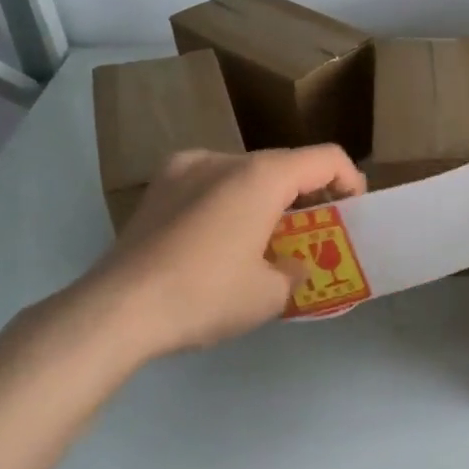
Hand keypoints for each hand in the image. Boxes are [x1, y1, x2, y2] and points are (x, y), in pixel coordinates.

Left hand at [73, 146, 365, 363]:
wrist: (115, 311)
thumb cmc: (205, 296)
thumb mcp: (270, 294)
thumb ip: (297, 270)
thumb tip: (293, 264)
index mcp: (262, 175)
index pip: (326, 158)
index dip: (351, 180)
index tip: (353, 212)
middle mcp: (225, 158)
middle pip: (285, 164)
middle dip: (307, 195)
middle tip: (314, 232)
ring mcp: (185, 167)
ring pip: (246, 172)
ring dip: (267, 198)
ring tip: (264, 239)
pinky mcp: (158, 187)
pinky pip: (211, 182)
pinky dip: (230, 201)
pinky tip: (220, 239)